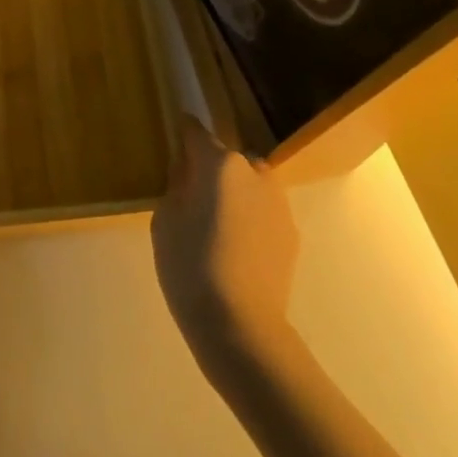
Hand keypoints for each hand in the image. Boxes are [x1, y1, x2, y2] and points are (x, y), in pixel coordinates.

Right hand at [152, 117, 299, 382]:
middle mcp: (255, 173)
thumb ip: (176, 186)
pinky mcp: (291, 234)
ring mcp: (279, 204)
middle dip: (212, 168)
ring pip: (251, 185)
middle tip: (193, 193)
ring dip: (235, 193)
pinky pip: (264, 212)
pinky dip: (250, 218)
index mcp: (220, 165)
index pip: (197, 134)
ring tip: (216, 223)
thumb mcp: (165, 221)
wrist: (240, 326)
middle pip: (229, 159)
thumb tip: (187, 172)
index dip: (184, 131)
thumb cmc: (190, 266)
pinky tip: (235, 247)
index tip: (175, 130)